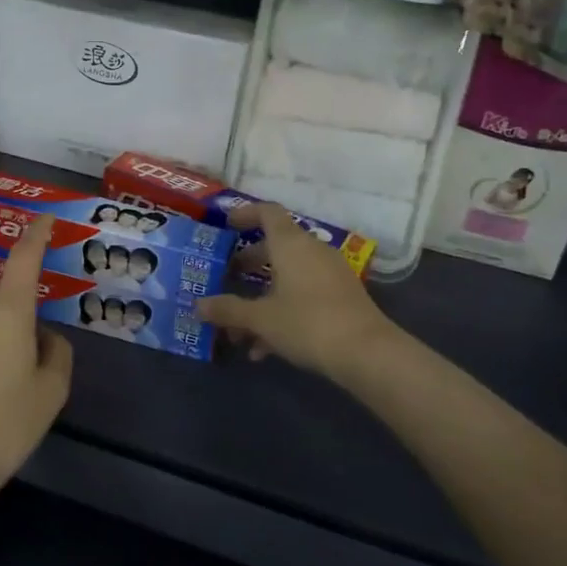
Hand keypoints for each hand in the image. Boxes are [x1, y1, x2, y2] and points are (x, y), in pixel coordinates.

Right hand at [196, 203, 393, 381]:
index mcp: (291, 244)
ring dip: (262, 297)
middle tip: (226, 277)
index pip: (267, 212)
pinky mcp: (341, 297)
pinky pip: (304, 295)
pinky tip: (265, 349)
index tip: (225, 225)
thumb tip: (199, 305)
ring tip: (239, 329)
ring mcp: (330, 274)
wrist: (367, 353)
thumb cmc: (308, 323)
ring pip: (288, 276)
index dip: (245, 214)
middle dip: (248, 263)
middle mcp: (311, 251)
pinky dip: (283, 311)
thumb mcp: (261, 319)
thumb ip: (228, 310)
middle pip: (275, 246)